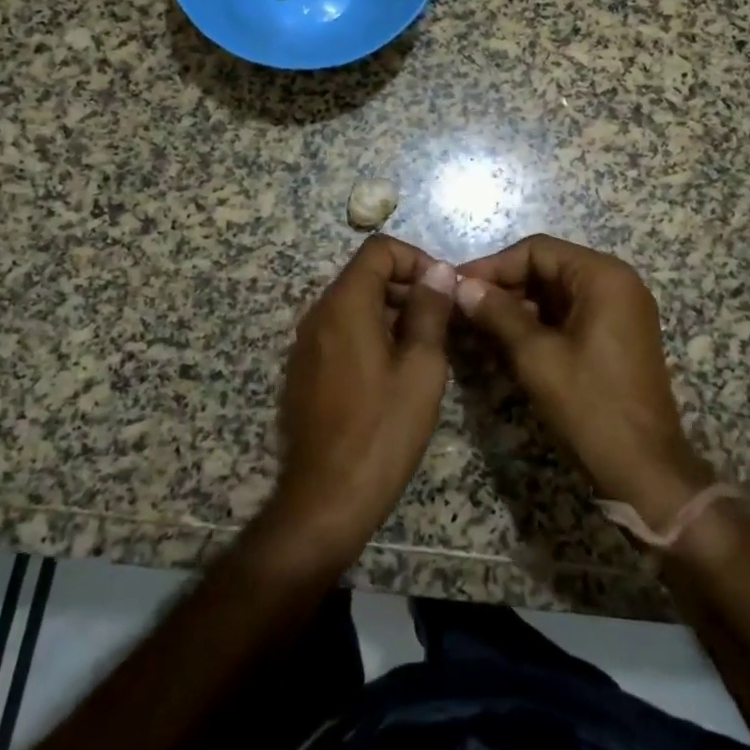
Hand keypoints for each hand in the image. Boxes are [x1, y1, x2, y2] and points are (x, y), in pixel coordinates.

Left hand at [270, 235, 454, 565]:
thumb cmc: (382, 430)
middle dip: (407, 287)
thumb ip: (430, 310)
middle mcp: (319, 314)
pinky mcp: (305, 371)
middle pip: (365, 275)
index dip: (416, 259)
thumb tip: (438, 271)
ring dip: (392, 312)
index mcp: (345, 304)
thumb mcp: (421, 367)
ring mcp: (307, 344)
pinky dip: (372, 334)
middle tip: (444, 320)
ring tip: (427, 347)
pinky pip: (342, 332)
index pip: (378, 250)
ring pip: (355, 305)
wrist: (326, 499)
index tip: (444, 289)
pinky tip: (396, 372)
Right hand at [455, 235, 714, 528]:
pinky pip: (569, 317)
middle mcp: (616, 284)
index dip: (493, 266)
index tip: (456, 286)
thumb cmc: (590, 406)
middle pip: (547, 269)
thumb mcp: (536, 357)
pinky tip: (504, 345)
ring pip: (555, 295)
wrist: (644, 470)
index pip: (537, 250)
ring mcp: (619, 312)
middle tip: (462, 309)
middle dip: (504, 288)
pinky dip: (537, 326)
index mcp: (603, 276)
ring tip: (475, 328)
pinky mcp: (616, 338)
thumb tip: (461, 287)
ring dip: (516, 308)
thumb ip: (498, 314)